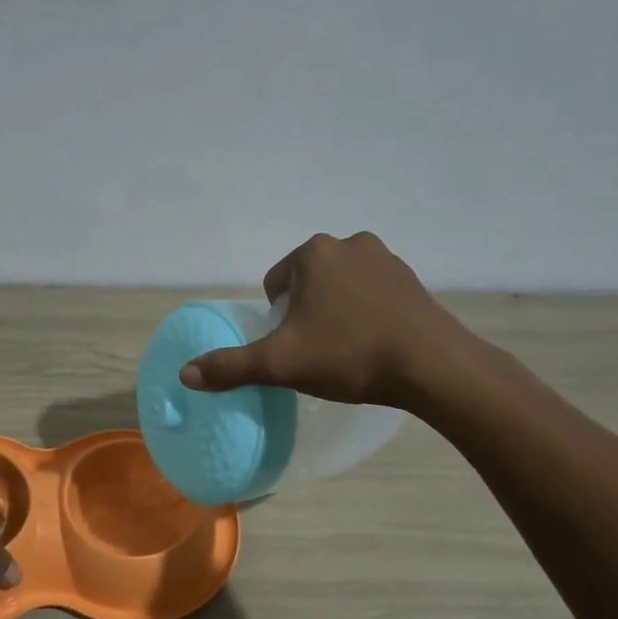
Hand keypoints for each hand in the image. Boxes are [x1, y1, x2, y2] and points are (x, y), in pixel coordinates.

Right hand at [179, 231, 482, 408]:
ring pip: (341, 288)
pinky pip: (373, 295)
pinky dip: (366, 315)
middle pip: (308, 283)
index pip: (276, 284)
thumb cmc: (349, 355)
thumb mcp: (280, 364)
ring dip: (336, 312)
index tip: (294, 347)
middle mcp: (350, 244)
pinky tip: (375, 345)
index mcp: (314, 253)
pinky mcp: (413, 281)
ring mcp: (387, 260)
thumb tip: (185, 374)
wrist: (432, 367)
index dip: (277, 319)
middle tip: (318, 351)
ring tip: (347, 350)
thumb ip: (231, 367)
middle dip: (306, 313)